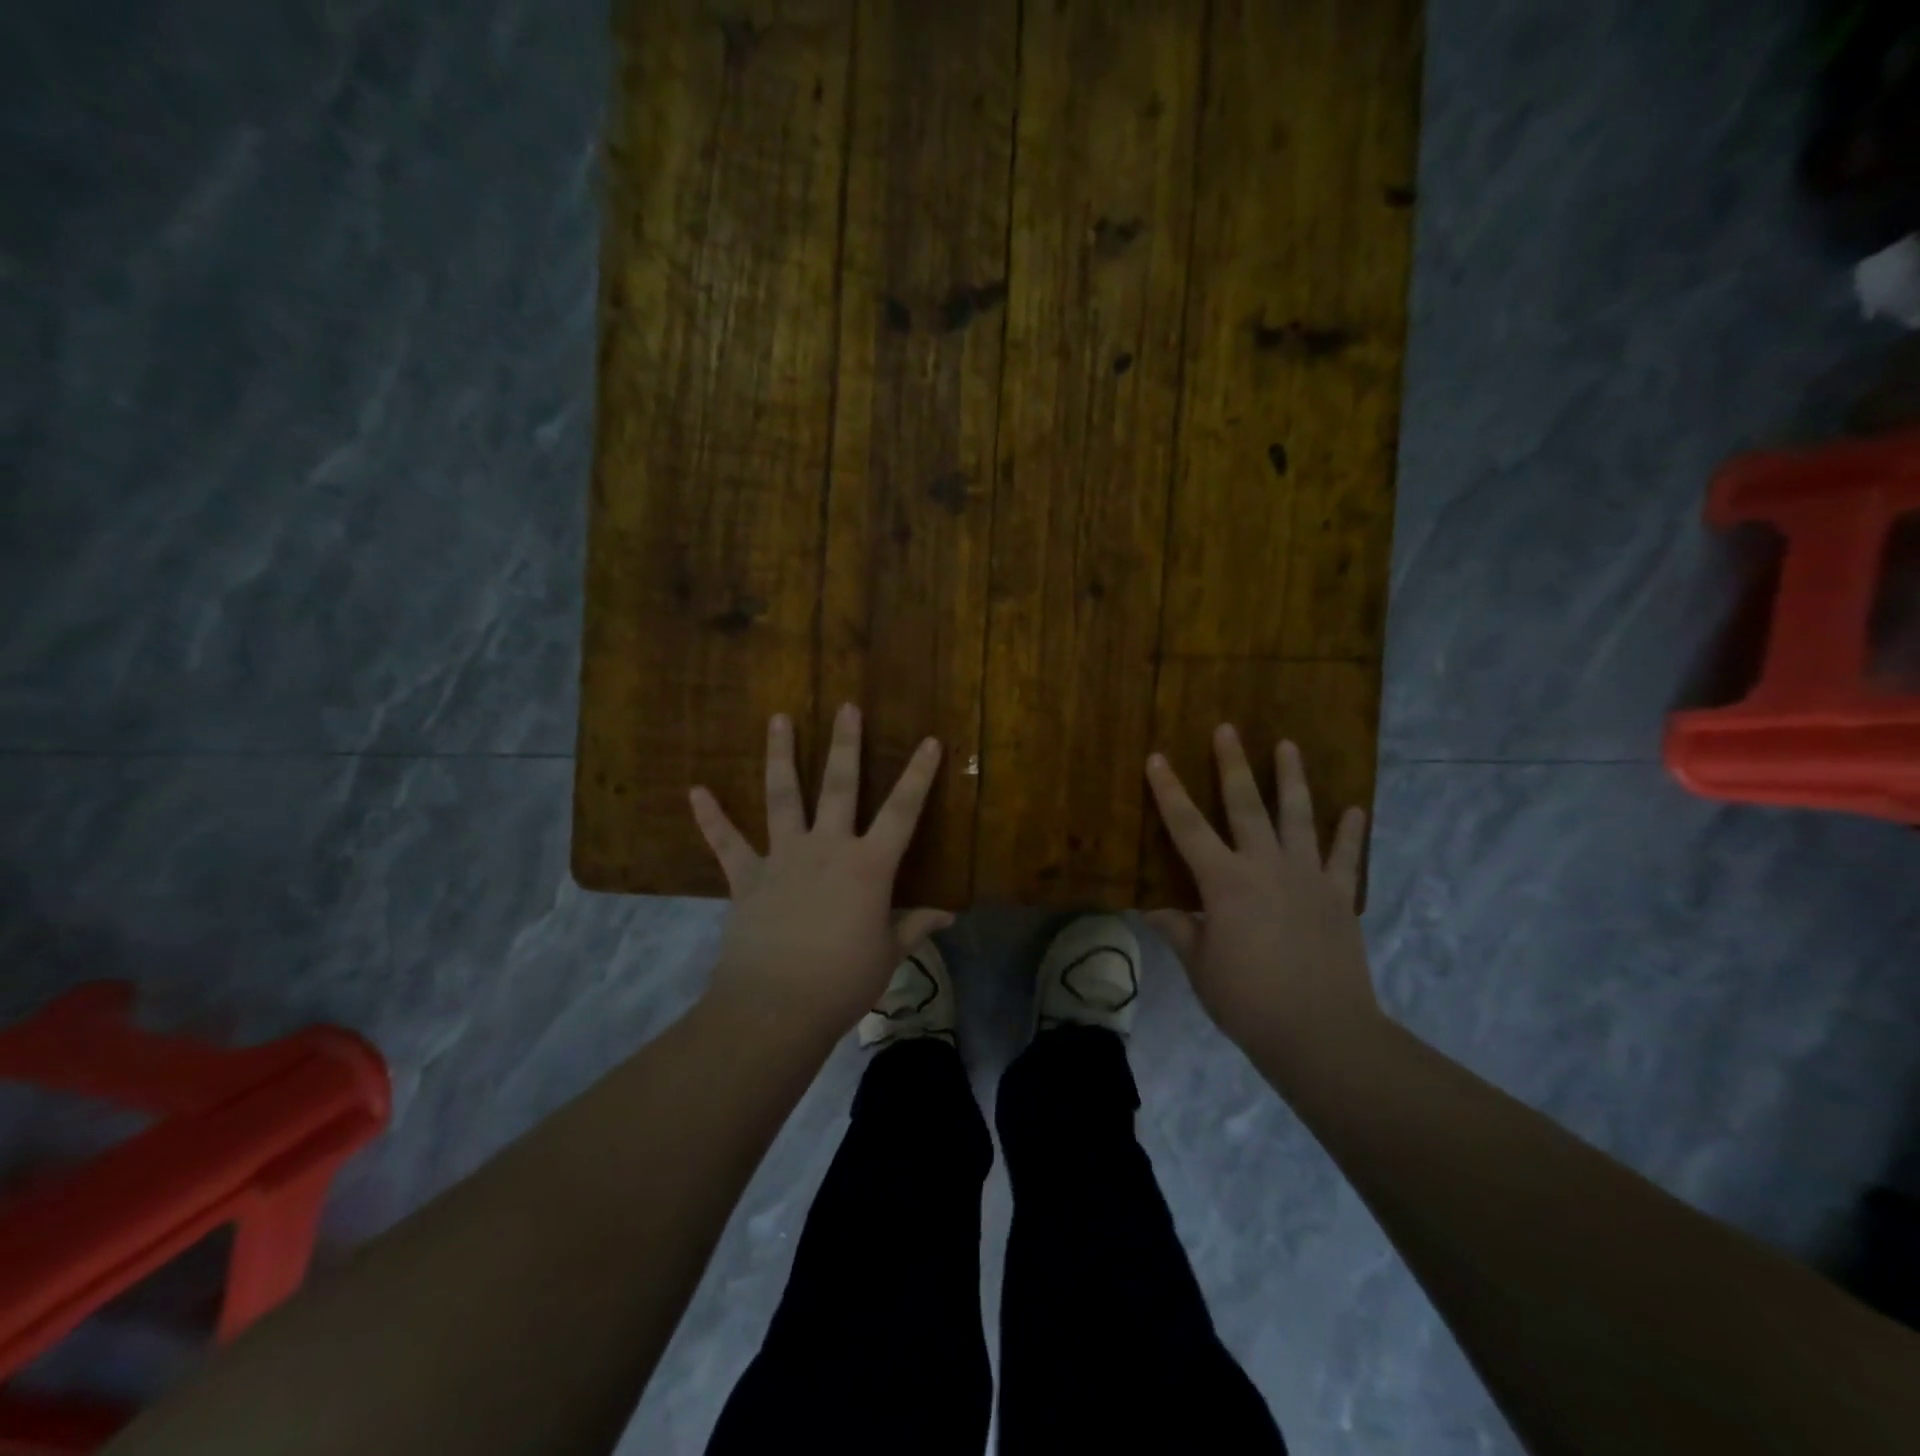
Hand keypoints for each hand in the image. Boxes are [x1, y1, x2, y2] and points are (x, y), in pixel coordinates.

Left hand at [691, 704, 951, 1039]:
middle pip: (839, 786)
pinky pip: (726, 842)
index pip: (902, 811)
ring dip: (781, 755)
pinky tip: (696, 791)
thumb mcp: (888, 953)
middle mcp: (827, 848)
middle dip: (846, 744)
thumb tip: (949, 913)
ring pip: (783, 796)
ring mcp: (783, 858)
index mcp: (868, 866)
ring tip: (779, 718)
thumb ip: (916, 925)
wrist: (776, 1007)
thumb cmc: (842, 981)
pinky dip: (711, 817)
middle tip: (847, 706)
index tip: (930, 741)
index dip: (919, 775)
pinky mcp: (747, 877)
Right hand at [1143, 726, 1379, 1057]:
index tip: (1157, 758)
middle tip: (1227, 728)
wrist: (1322, 1034)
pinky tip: (1355, 808)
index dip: (1169, 791)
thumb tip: (1152, 909)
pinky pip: (1345, 857)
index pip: (1187, 827)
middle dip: (1232, 764)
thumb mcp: (1200, 966)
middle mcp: (1265, 867)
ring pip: (1297, 817)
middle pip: (1245, 805)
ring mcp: (1307, 877)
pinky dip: (1350, 831)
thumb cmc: (1248, 1001)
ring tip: (1287, 745)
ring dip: (1291, 779)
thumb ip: (1179, 929)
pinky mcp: (1339, 897)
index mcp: (1224, 882)